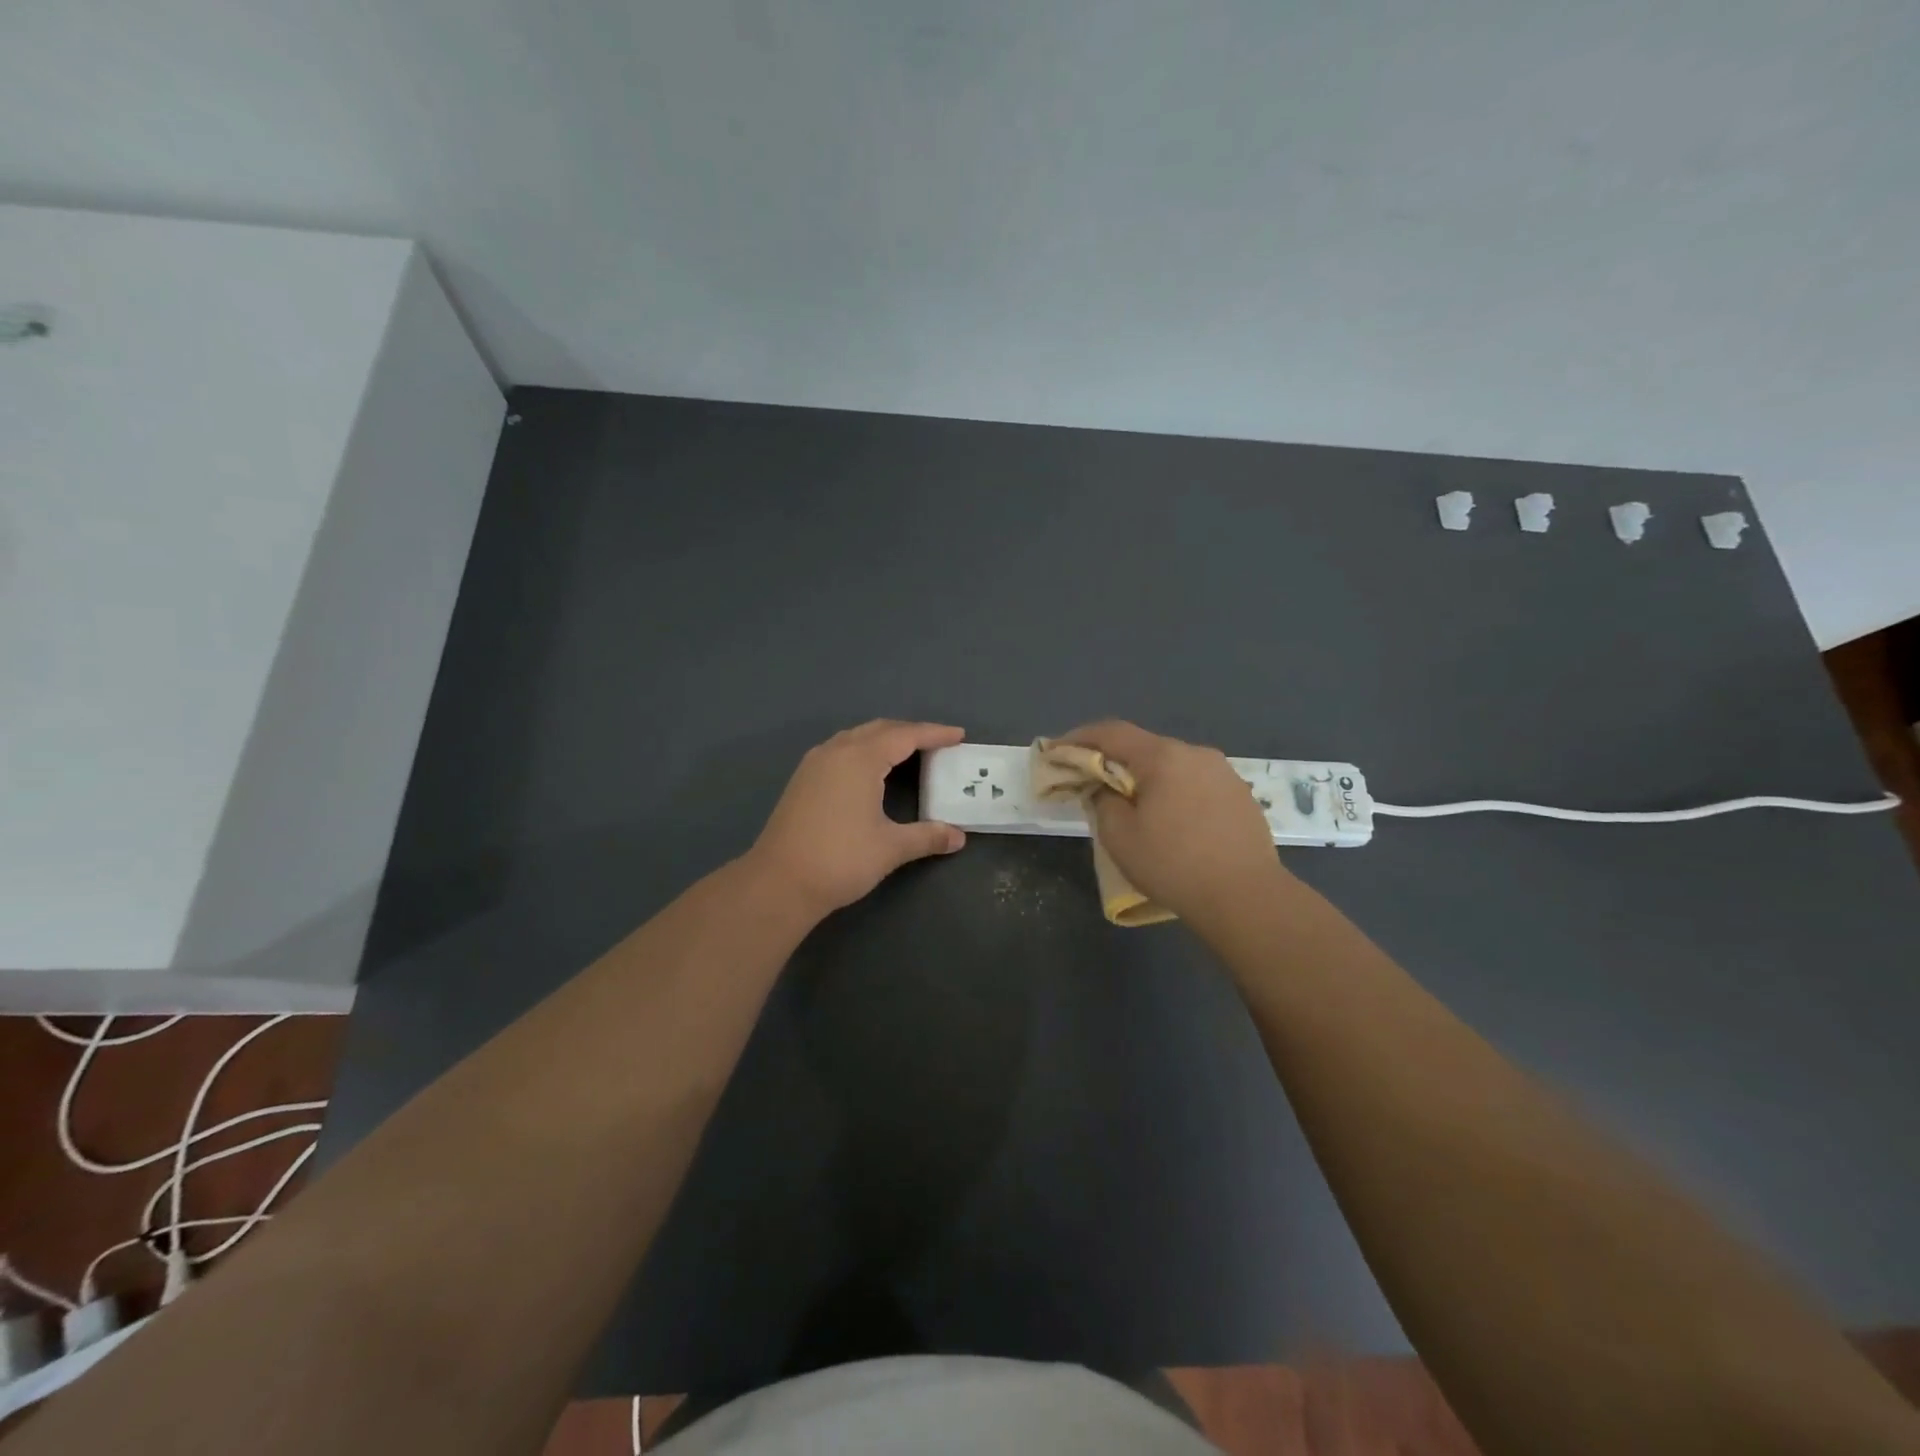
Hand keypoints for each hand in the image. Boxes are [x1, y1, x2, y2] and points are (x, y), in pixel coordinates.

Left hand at [746, 720, 967, 920]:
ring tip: (909, 752)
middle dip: (910, 732)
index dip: (934, 734)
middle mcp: (836, 751)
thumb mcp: (890, 848)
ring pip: (856, 737)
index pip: (905, 735)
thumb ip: (927, 837)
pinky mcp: (802, 780)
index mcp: (860, 758)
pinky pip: (841, 750)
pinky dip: (864, 751)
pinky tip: (871, 771)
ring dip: (885, 739)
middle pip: (879, 729)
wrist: (779, 882)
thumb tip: (958, 838)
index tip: (958, 735)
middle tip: (938, 743)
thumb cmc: (840, 859)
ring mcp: (814, 763)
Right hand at [1063, 720, 1291, 926]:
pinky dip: (1174, 792)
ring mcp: (1224, 773)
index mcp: (1163, 757)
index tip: (1057, 750)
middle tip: (1093, 783)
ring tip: (1134, 805)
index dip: (1080, 738)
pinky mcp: (1241, 796)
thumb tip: (1105, 789)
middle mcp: (1196, 754)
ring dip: (1147, 777)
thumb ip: (1102, 801)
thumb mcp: (1119, 836)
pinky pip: (1196, 783)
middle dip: (1114, 761)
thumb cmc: (1173, 864)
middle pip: (1144, 748)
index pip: (1112, 732)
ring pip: (1173, 766)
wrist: (1246, 897)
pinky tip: (1172, 820)